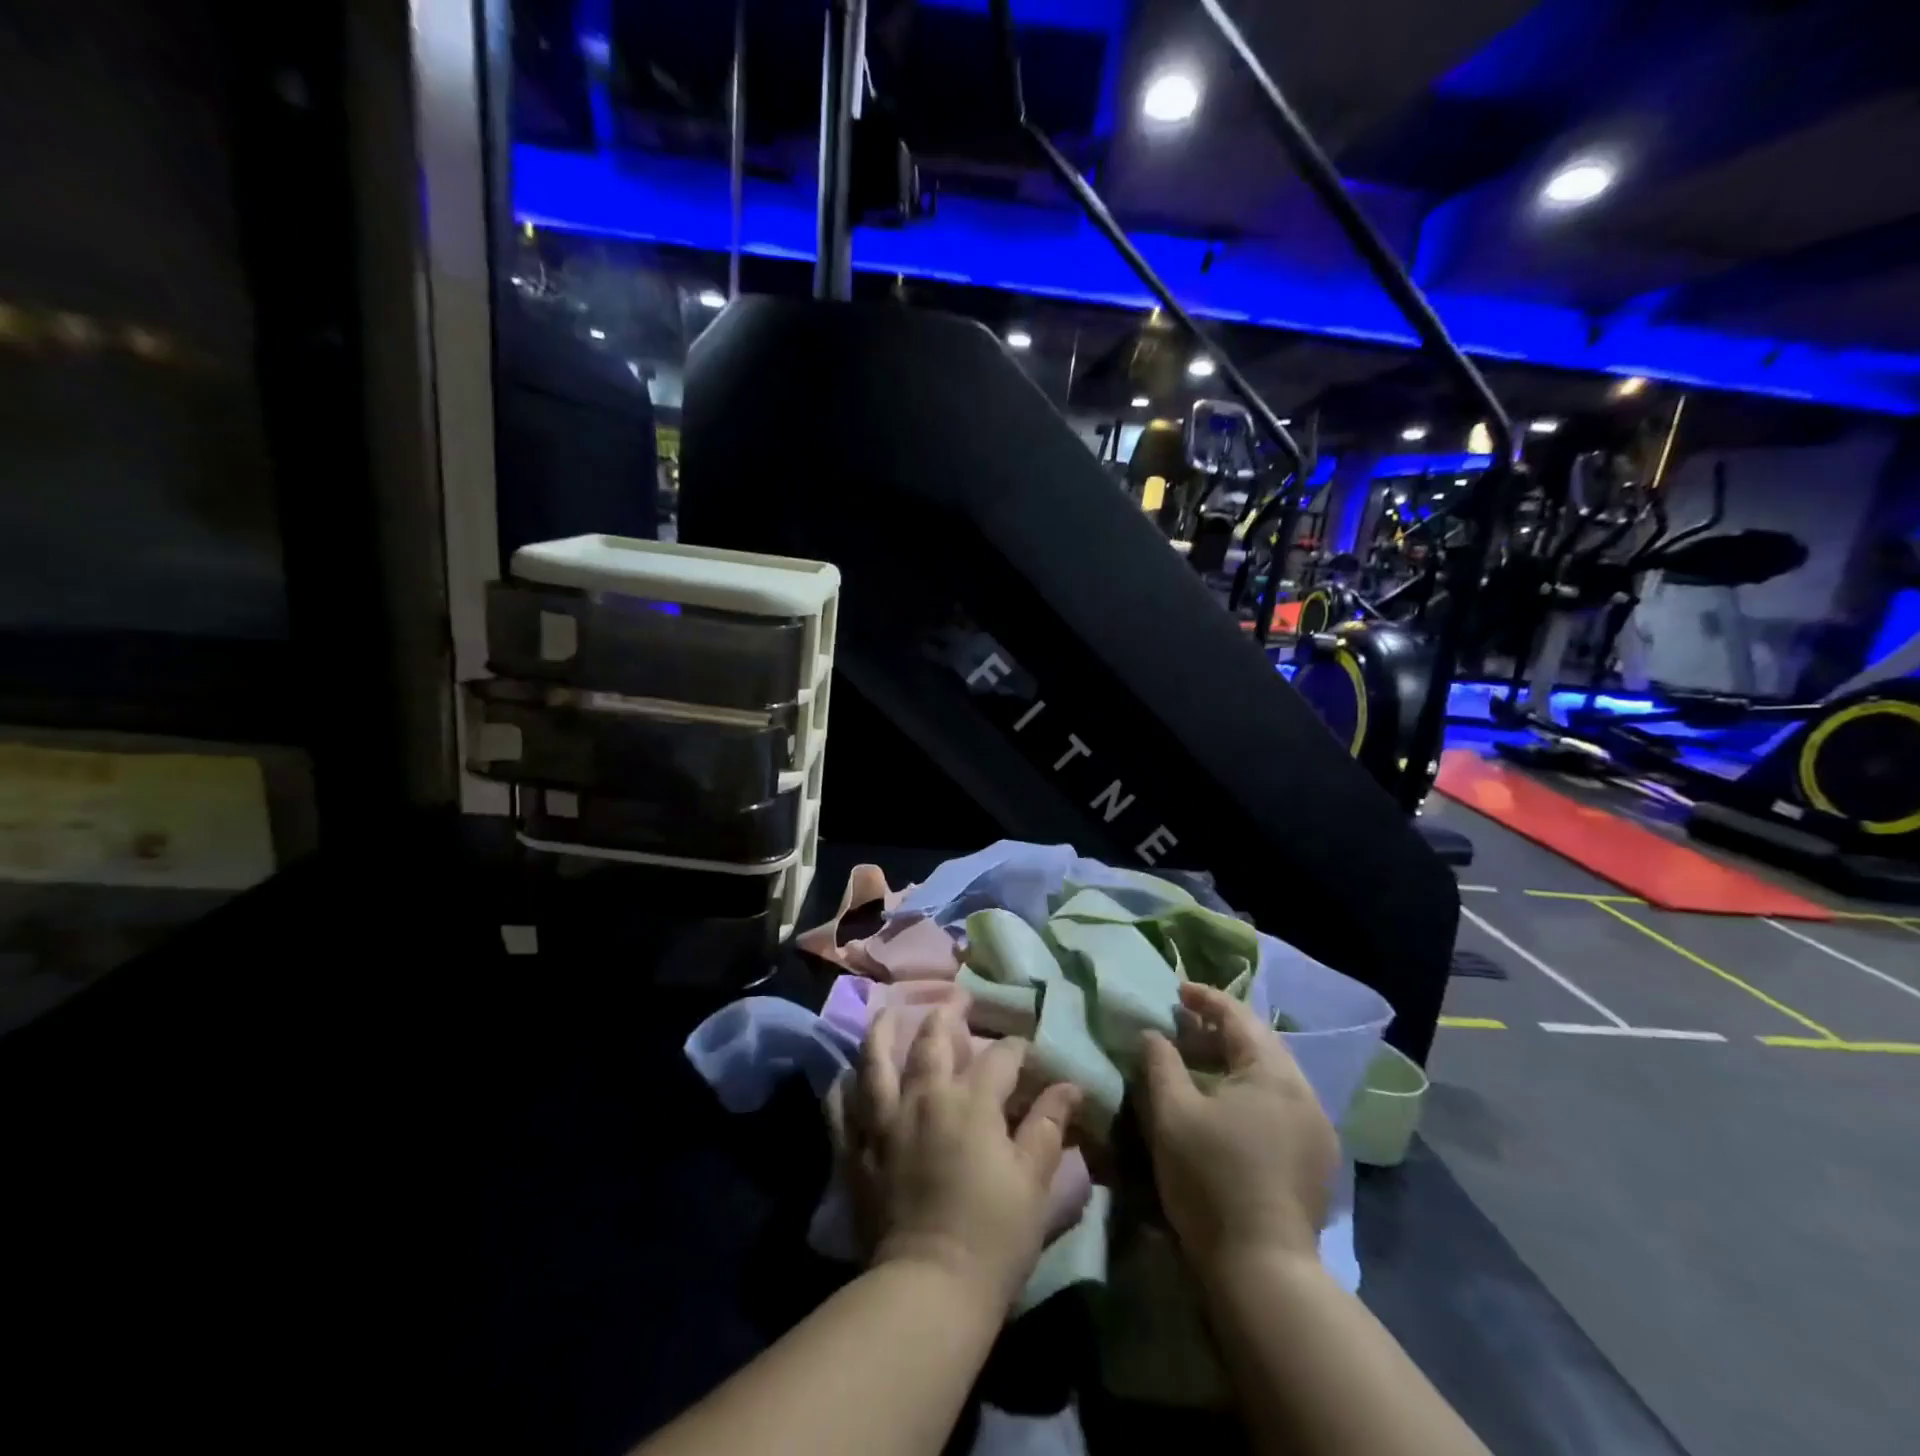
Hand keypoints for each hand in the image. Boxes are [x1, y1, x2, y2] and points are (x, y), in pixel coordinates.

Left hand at [829, 1004, 1082, 1311]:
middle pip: (932, 1040)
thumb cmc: (993, 1235)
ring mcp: (883, 1120)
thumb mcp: (1033, 1181)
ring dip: (883, 1031)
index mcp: (971, 1102)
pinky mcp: (855, 1149)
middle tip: (955, 999)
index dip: (1017, 1049)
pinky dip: (843, 1086)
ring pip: (876, 1060)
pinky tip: (846, 1075)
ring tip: (889, 1013)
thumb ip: (1047, 1126)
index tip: (1027, 1052)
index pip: (999, 1057)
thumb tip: (1069, 1086)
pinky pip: (841, 1106)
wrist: (929, 1287)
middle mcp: (924, 1097)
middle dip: (947, 1015)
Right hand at [1137, 982, 1338, 1271]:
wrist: (1263, 1268)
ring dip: (1236, 1060)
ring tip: (1201, 1061)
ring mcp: (1317, 1128)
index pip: (1238, 1017)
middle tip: (1184, 1025)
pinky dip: (1252, 1089)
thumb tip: (1154, 1033)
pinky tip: (1228, 1105)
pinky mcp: (1317, 1159)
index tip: (1177, 991)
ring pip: (1273, 1074)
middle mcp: (1304, 1092)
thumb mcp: (1171, 1113)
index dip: (1205, 998)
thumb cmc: (1211, 1178)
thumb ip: (1160, 1062)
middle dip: (1221, 1029)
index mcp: (1273, 1073)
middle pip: (1261, 1042)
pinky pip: (1281, 1103)